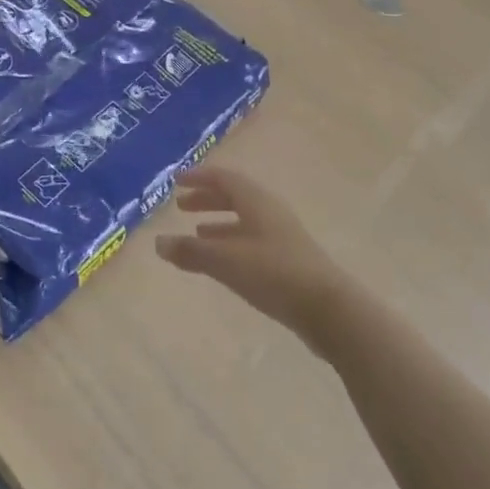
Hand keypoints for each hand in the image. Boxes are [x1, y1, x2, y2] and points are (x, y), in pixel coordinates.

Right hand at [156, 166, 343, 351]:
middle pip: (234, 197)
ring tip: (196, 232)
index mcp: (256, 201)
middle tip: (181, 206)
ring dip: (219, 223)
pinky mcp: (289, 261)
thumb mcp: (225, 261)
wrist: (331, 311)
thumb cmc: (274, 274)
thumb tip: (158, 242)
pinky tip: (223, 262)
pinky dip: (232, 243)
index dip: (198, 177)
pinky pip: (252, 241)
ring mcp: (282, 237)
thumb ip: (190, 251)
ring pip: (244, 220)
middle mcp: (269, 212)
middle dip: (206, 199)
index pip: (223, 178)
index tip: (176, 180)